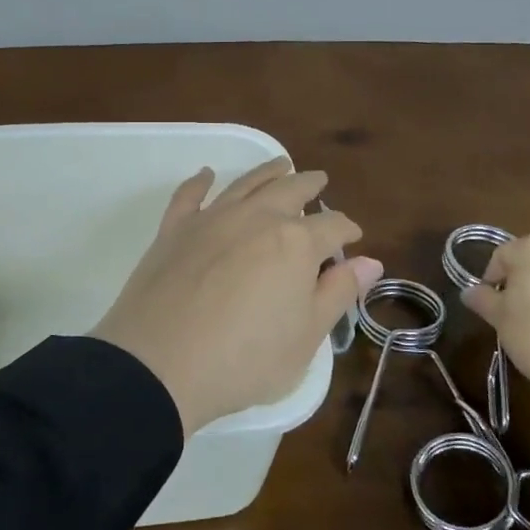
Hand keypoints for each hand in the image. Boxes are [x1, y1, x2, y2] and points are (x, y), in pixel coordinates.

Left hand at [92, 158, 383, 435]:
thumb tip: (370, 261)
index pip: (332, 227)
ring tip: (281, 164)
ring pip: (246, 184)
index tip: (354, 236)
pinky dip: (200, 181)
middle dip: (310, 185)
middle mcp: (256, 218)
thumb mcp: (306, 338)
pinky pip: (190, 195)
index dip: (347, 230)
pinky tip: (207, 174)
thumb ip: (339, 293)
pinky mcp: (174, 229)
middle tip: (320, 181)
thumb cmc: (244, 360)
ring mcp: (212, 219)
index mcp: (295, 243)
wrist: (159, 365)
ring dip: (267, 172)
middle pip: (290, 191)